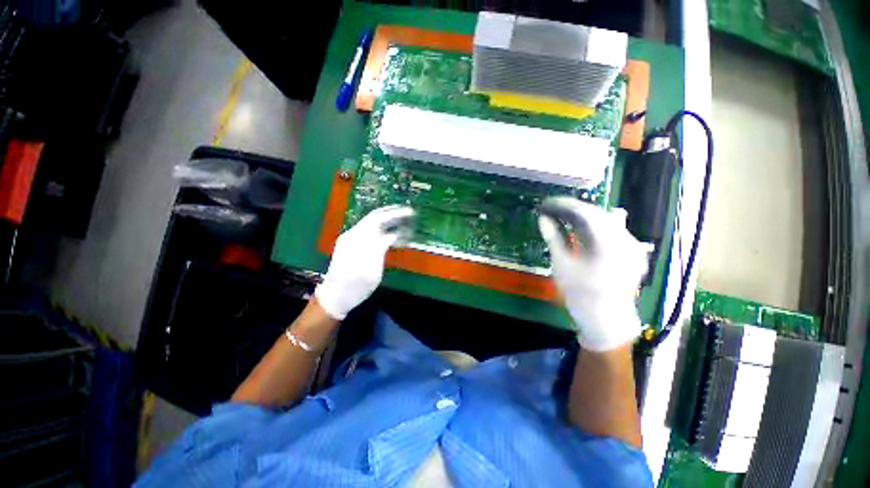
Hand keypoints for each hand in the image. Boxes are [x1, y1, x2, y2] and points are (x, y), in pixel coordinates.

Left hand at [315, 205, 413, 319]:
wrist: (335, 296)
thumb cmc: (356, 287)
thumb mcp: (372, 271)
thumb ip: (381, 249)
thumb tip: (392, 235)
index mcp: (357, 241)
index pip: (379, 219)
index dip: (395, 215)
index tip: (409, 213)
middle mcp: (352, 235)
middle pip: (374, 217)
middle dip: (391, 213)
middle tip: (407, 212)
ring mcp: (349, 238)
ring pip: (370, 223)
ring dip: (387, 219)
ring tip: (402, 219)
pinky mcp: (350, 244)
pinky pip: (367, 230)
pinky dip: (381, 228)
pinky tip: (390, 231)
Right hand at [538, 197, 650, 350]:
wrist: (606, 319)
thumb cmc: (580, 294)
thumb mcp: (562, 265)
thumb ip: (554, 238)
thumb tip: (543, 218)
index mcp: (606, 242)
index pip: (583, 212)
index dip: (563, 205)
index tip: (546, 205)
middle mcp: (624, 238)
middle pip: (596, 213)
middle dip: (572, 209)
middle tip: (552, 211)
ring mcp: (631, 244)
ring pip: (605, 219)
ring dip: (584, 216)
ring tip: (565, 218)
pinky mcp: (632, 251)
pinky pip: (614, 229)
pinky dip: (596, 226)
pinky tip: (585, 229)